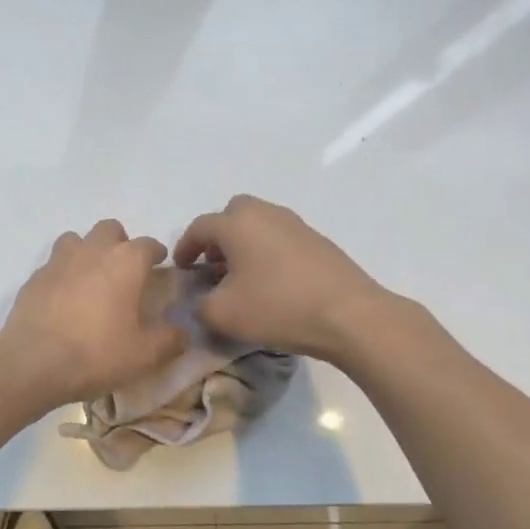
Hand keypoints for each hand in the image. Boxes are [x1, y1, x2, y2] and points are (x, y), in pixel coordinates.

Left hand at [0, 220, 187, 409]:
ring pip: (76, 239)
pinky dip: (63, 274)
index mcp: (126, 261)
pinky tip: (64, 299)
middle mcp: (93, 250)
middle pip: (110, 229)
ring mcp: (59, 260)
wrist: (34, 362)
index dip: (157, 255)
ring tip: (91, 279)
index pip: (149, 244)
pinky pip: (54, 264)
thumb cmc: (97, 353)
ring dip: (87, 251)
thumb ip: (171, 339)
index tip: (160, 268)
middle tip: (124, 272)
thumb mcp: (146, 355)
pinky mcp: (34, 277)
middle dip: (120, 243)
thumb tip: (183, 332)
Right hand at [172, 195, 389, 359]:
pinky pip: (280, 237)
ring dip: (244, 243)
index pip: (199, 227)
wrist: (348, 314)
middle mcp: (265, 214)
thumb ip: (199, 306)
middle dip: (217, 236)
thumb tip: (201, 301)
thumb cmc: (276, 307)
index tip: (181, 268)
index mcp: (236, 223)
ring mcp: (295, 224)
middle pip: (232, 214)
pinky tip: (271, 281)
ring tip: (241, 275)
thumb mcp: (223, 315)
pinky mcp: (317, 240)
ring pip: (258, 224)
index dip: (184, 247)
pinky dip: (267, 251)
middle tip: (212, 264)